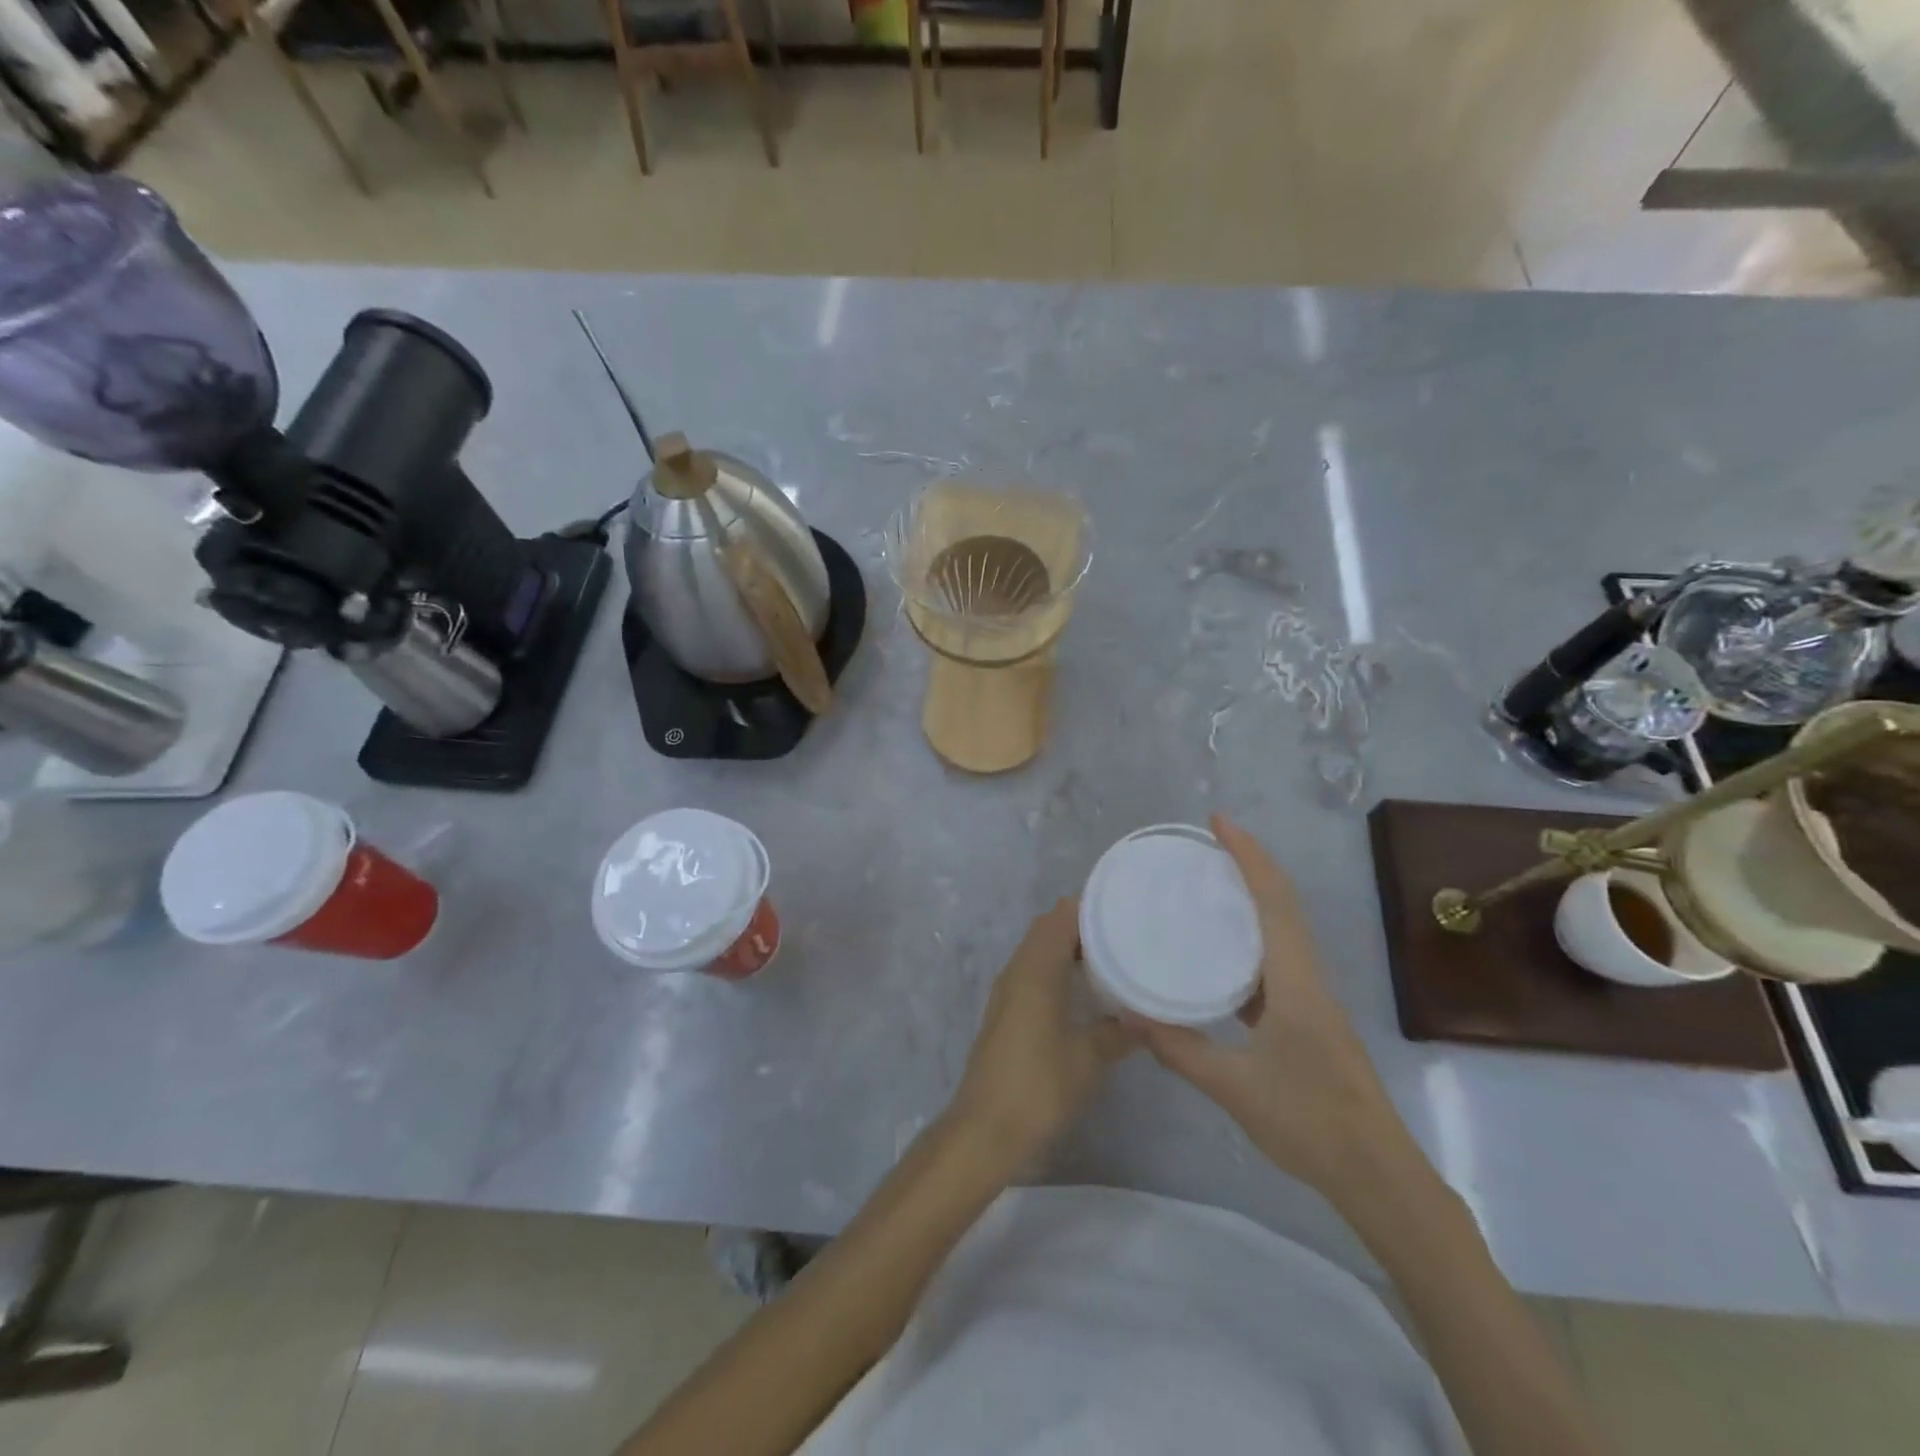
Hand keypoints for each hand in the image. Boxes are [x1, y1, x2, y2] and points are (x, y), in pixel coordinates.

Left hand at [950, 898, 1136, 1168]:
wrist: (985, 1129)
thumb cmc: (1039, 1086)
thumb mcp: (1088, 1059)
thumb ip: (1117, 1032)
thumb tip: (1144, 1018)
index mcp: (1035, 970)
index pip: (1060, 916)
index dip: (1091, 907)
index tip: (1125, 910)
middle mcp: (1017, 970)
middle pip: (1048, 928)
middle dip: (1083, 925)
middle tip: (1124, 933)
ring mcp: (1007, 991)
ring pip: (1039, 950)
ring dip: (1069, 947)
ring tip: (1111, 958)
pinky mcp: (1005, 1011)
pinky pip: (1033, 972)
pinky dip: (1057, 968)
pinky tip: (1083, 991)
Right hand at [1136, 815, 1418, 1205]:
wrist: (1378, 1176)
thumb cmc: (1310, 1123)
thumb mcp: (1234, 1088)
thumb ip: (1179, 1049)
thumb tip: (1130, 1013)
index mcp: (1296, 981)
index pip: (1273, 901)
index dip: (1248, 856)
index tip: (1218, 822)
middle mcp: (1308, 978)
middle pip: (1283, 904)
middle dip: (1250, 865)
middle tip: (1206, 845)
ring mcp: (1312, 999)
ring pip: (1283, 932)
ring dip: (1253, 899)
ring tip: (1209, 888)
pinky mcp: (1309, 1019)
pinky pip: (1277, 962)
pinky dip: (1250, 942)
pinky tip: (1219, 958)